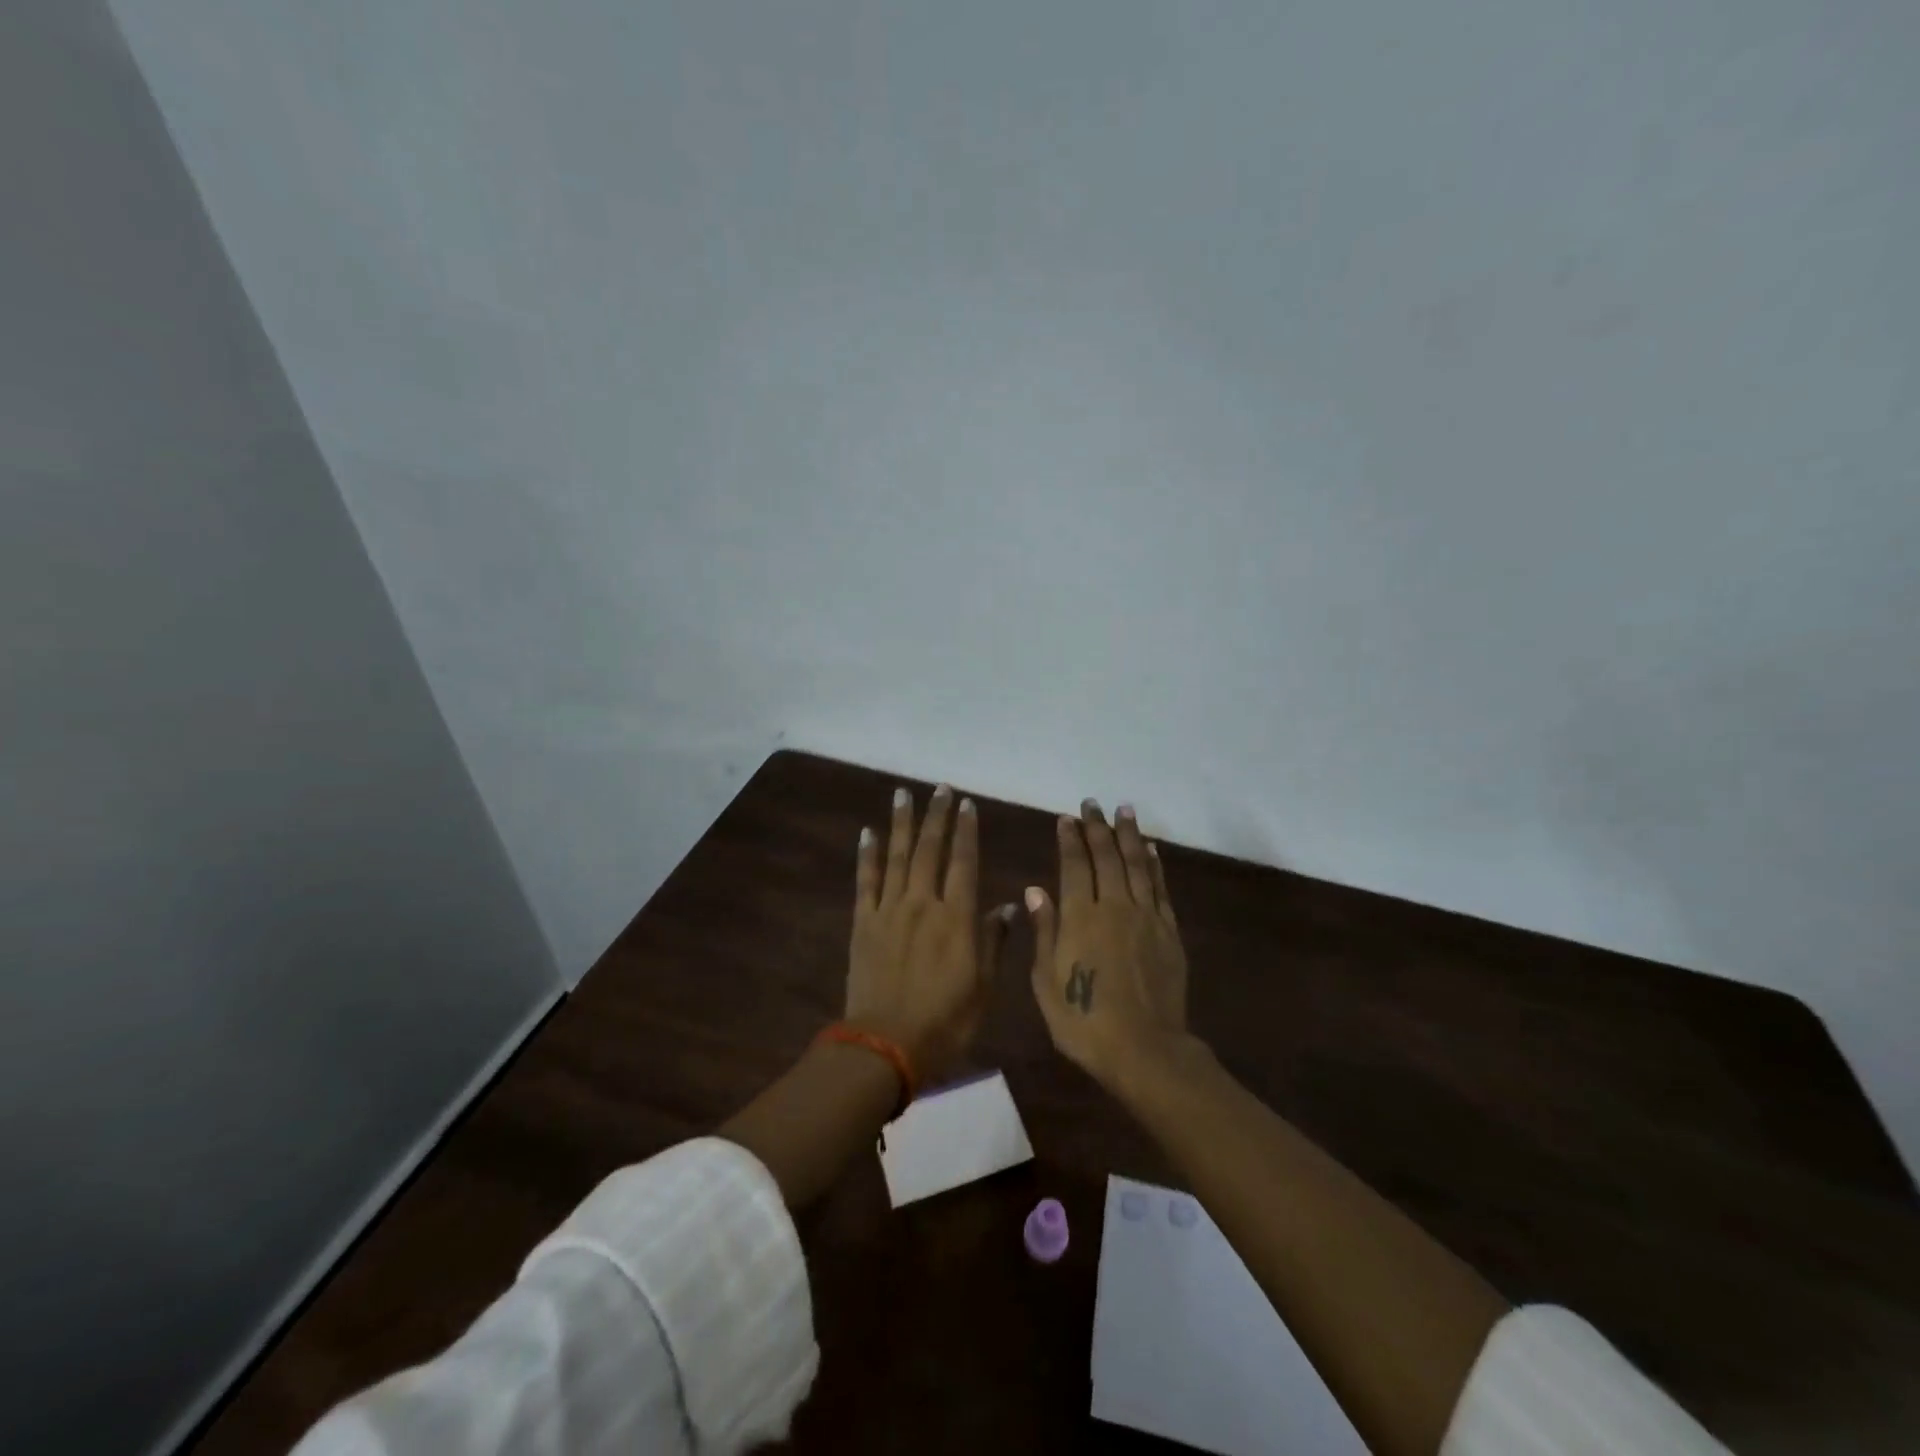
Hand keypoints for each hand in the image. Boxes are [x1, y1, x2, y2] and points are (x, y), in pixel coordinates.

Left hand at [847, 785, 1016, 1086]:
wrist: (886, 1044)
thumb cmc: (946, 1021)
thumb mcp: (984, 987)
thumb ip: (993, 941)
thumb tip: (1007, 906)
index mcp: (957, 917)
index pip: (965, 862)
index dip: (967, 831)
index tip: (967, 804)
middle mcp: (923, 903)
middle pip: (930, 849)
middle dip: (936, 816)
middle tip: (940, 787)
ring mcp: (889, 910)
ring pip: (897, 856)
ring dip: (901, 823)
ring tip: (903, 793)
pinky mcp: (863, 922)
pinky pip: (866, 881)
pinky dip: (867, 855)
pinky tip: (868, 832)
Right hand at [1026, 800, 1190, 1090]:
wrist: (1144, 1049)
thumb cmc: (1083, 1021)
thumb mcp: (1046, 982)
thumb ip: (1044, 932)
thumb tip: (1035, 890)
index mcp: (1080, 918)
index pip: (1073, 866)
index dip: (1069, 840)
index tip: (1066, 818)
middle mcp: (1113, 907)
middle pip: (1106, 857)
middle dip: (1097, 828)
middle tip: (1092, 804)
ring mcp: (1145, 917)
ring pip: (1136, 865)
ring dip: (1129, 835)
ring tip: (1124, 810)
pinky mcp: (1168, 931)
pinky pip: (1160, 889)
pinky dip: (1154, 865)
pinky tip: (1150, 850)